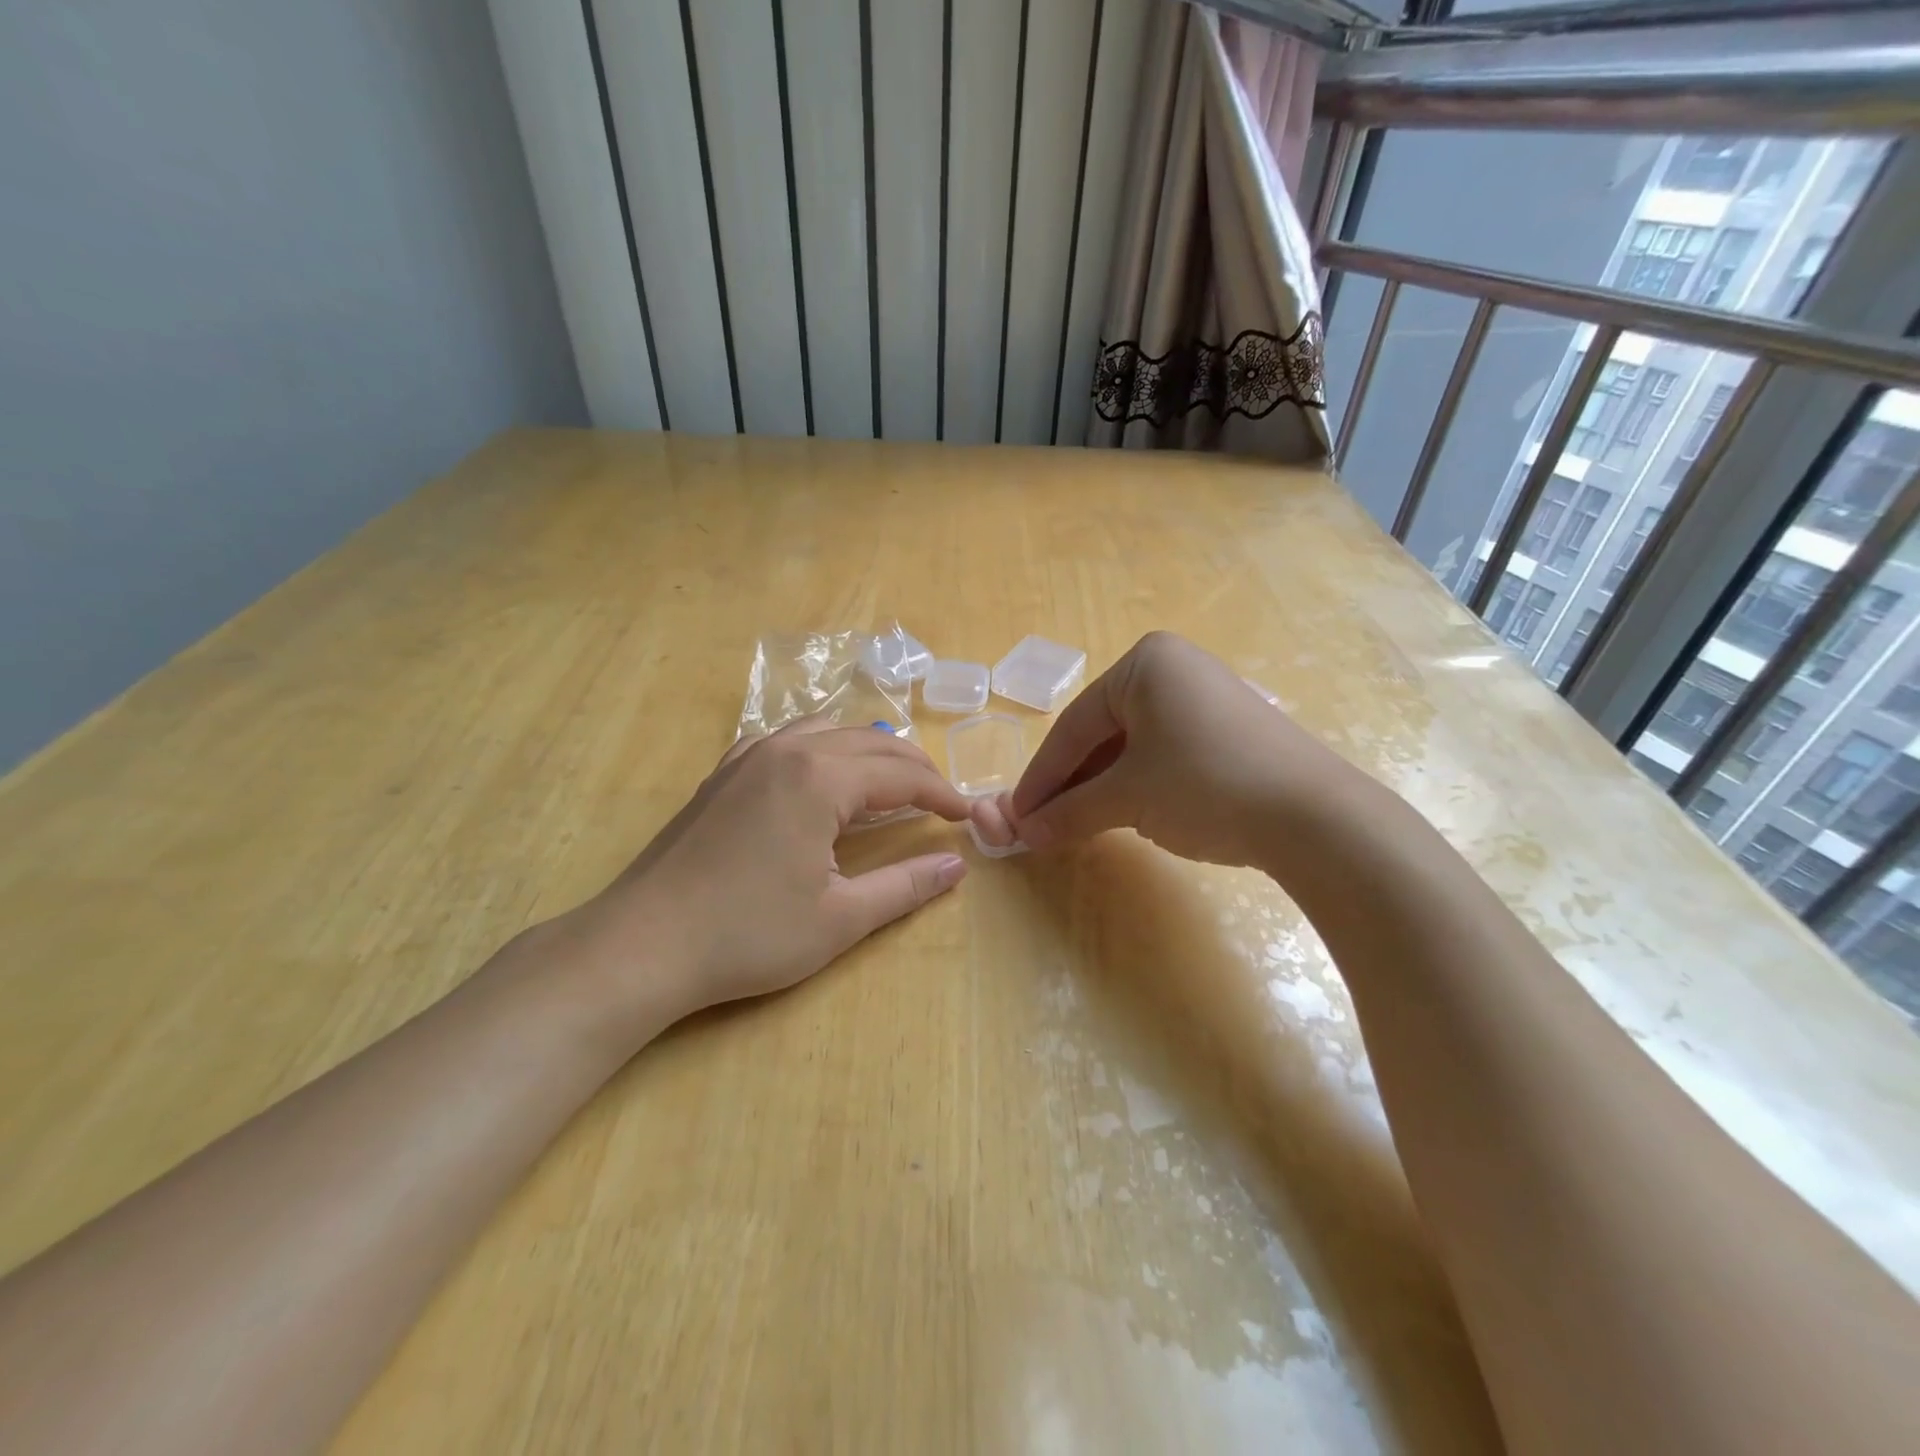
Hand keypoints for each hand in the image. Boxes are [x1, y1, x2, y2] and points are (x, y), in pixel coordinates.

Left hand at [559, 718, 973, 1034]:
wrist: (643, 944)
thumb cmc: (748, 935)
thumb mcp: (840, 918)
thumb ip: (905, 886)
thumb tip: (956, 865)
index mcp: (822, 778)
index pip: (902, 774)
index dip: (942, 794)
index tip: (967, 817)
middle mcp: (788, 750)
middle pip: (871, 742)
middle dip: (913, 767)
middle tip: (940, 800)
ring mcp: (748, 756)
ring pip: (827, 731)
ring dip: (868, 752)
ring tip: (889, 783)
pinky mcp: (722, 773)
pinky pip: (785, 740)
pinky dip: (821, 750)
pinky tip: (819, 778)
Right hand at [1008, 631, 1368, 866]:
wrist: (1317, 817)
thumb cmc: (1206, 785)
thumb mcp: (1128, 798)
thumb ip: (1071, 811)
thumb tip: (1025, 833)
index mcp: (1144, 663)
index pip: (1074, 725)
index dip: (1041, 776)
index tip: (1016, 815)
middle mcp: (1174, 668)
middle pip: (1102, 732)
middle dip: (1071, 782)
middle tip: (1043, 823)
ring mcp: (1206, 696)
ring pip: (1132, 745)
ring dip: (1101, 786)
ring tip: (1077, 824)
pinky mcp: (1229, 728)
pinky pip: (1164, 752)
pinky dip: (1137, 783)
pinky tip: (1124, 813)